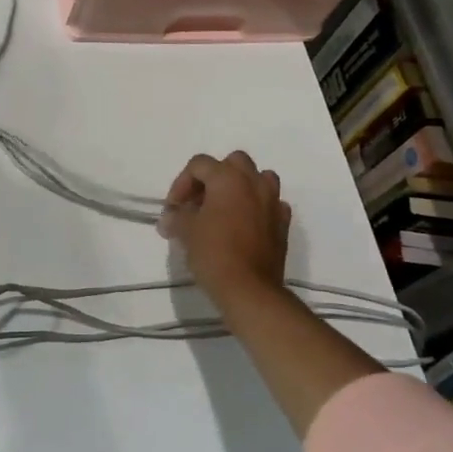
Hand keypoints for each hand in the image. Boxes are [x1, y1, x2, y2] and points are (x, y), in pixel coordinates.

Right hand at [158, 151, 290, 301]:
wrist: (249, 289)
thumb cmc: (213, 252)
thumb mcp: (185, 231)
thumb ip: (176, 217)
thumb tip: (169, 218)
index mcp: (227, 178)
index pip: (199, 164)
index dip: (181, 183)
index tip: (174, 208)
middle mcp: (253, 182)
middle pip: (233, 162)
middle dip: (214, 176)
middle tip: (200, 200)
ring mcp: (273, 202)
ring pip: (259, 178)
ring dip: (241, 186)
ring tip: (225, 208)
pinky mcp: (283, 223)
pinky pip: (271, 203)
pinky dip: (258, 207)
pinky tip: (245, 225)